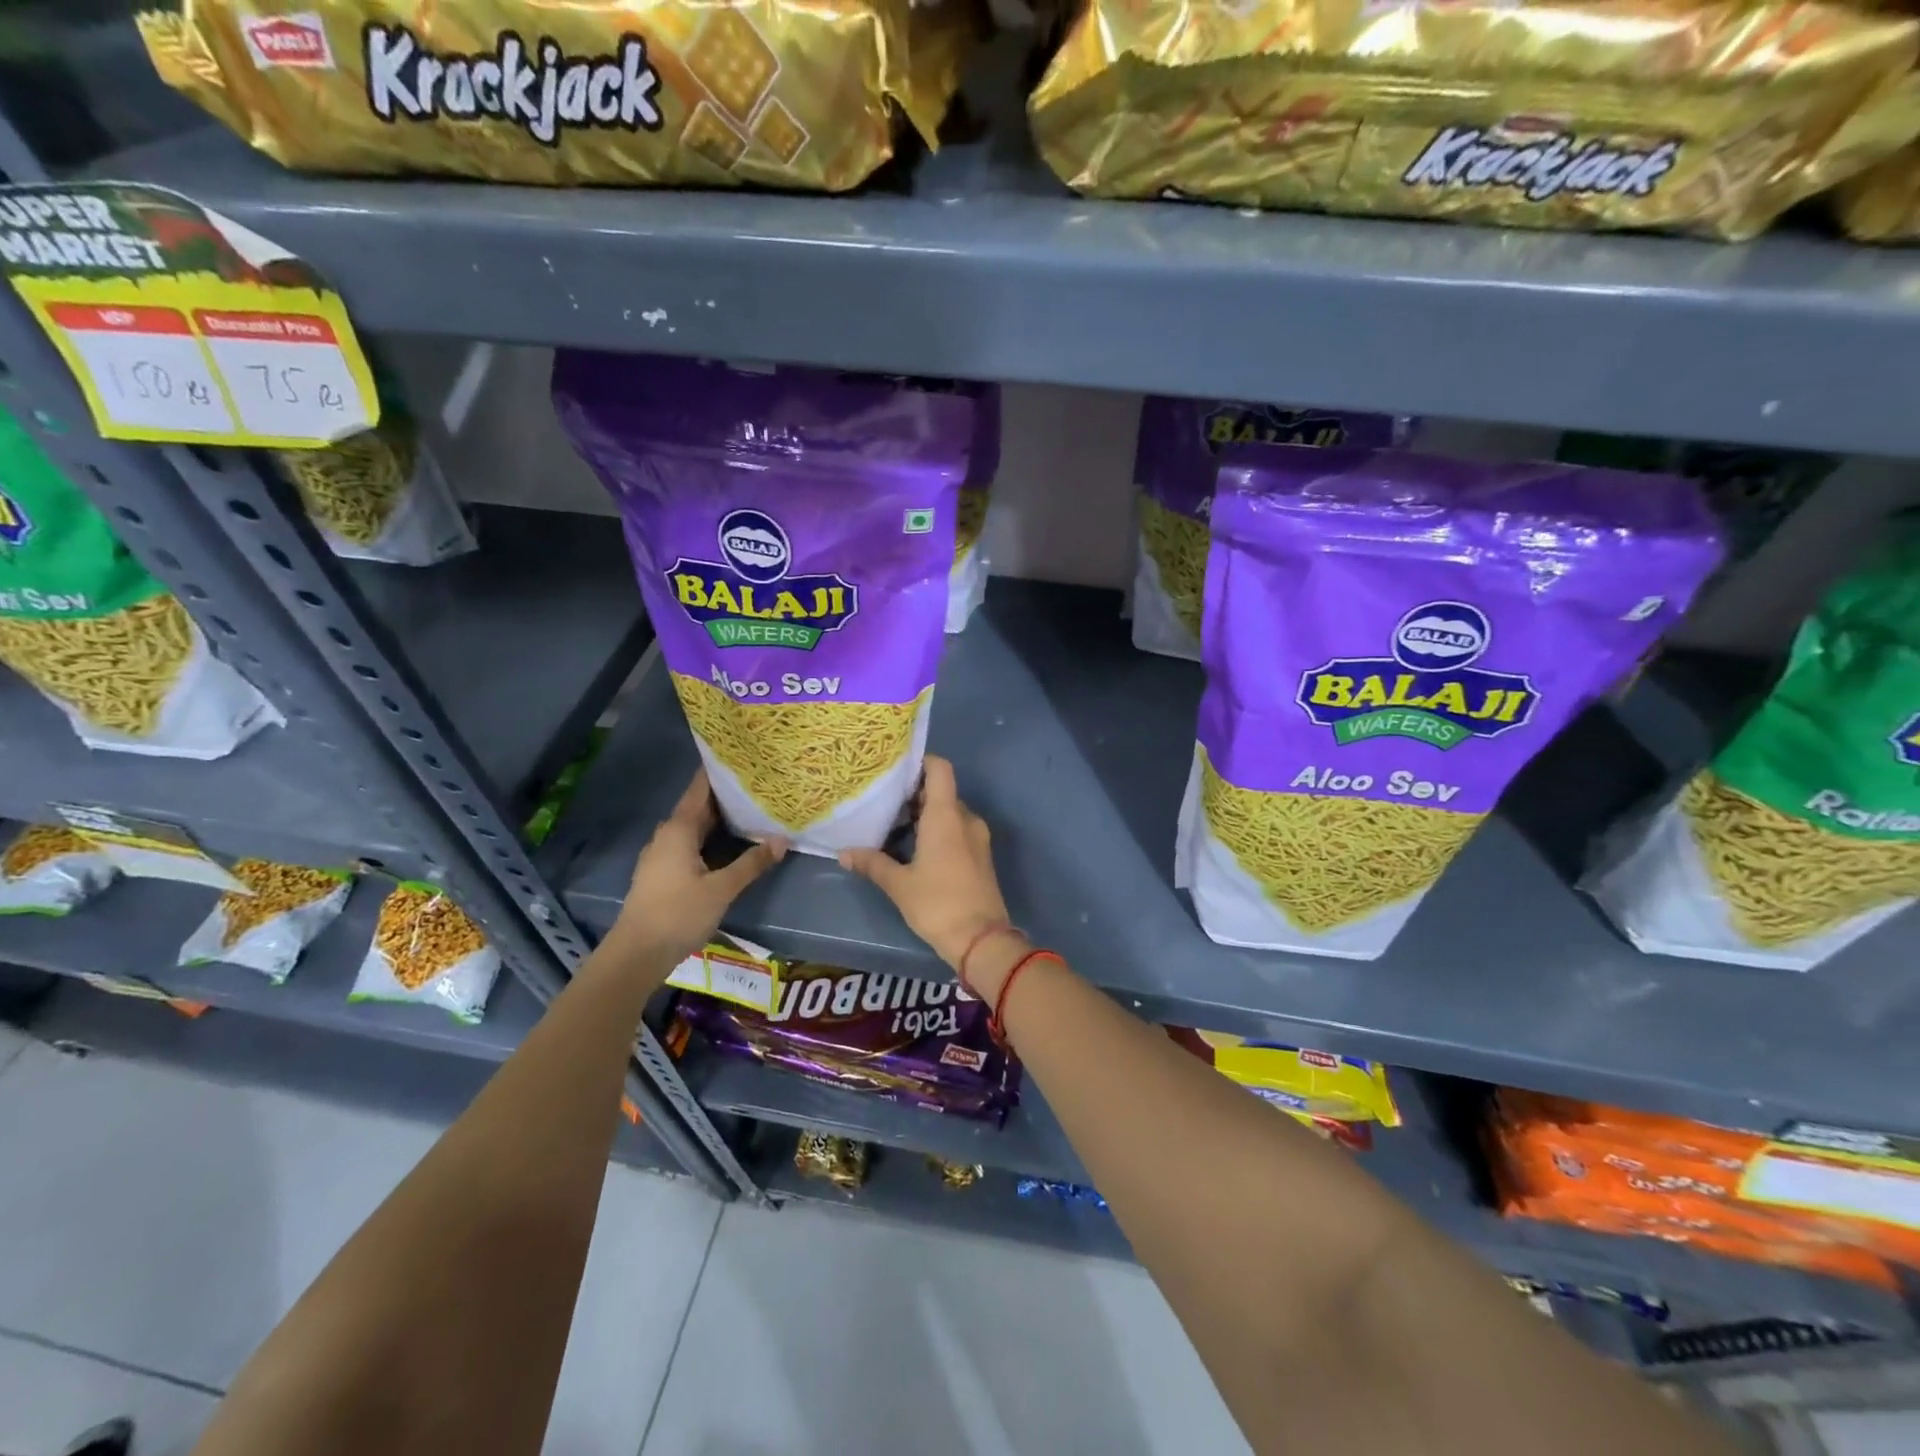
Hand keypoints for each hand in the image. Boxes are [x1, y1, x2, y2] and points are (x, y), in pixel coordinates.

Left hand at [616, 769, 785, 963]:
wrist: (636, 954)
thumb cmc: (678, 914)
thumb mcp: (722, 889)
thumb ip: (752, 863)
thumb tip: (782, 839)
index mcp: (678, 829)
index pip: (700, 788)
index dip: (720, 771)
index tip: (745, 758)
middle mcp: (667, 834)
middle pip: (700, 806)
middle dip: (727, 795)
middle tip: (759, 784)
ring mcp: (662, 854)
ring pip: (695, 826)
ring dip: (720, 818)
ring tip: (752, 809)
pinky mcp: (663, 872)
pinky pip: (691, 842)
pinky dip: (711, 837)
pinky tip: (731, 843)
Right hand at [839, 756, 1014, 976]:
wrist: (982, 940)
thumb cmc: (938, 904)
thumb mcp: (899, 884)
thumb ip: (872, 863)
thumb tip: (844, 853)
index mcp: (947, 816)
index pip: (940, 769)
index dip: (920, 762)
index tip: (895, 770)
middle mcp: (965, 819)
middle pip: (941, 791)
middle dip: (914, 793)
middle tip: (883, 801)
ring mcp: (977, 837)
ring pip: (949, 813)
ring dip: (924, 815)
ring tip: (892, 825)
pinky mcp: (980, 856)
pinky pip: (957, 830)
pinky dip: (937, 830)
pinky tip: (913, 847)